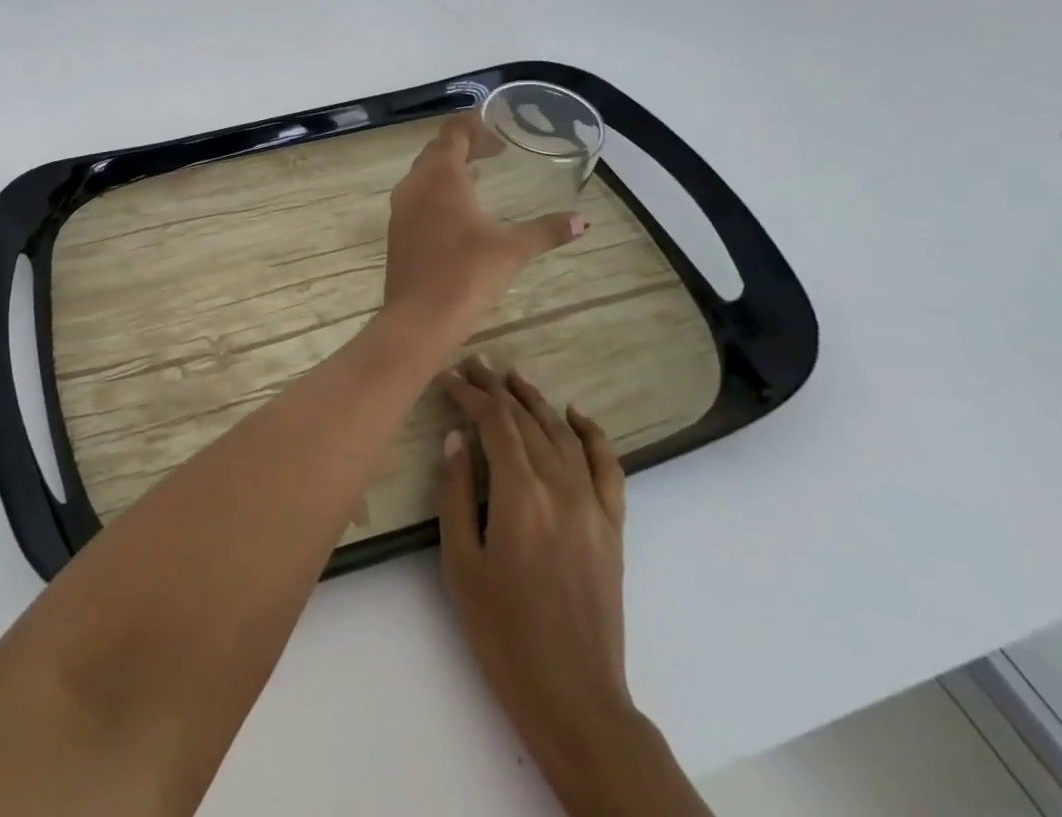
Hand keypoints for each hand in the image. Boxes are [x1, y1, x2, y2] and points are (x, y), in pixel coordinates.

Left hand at [383, 114, 584, 332]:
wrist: (419, 316)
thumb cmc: (467, 274)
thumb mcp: (513, 250)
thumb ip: (547, 230)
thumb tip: (583, 221)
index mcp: (441, 177)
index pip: (453, 134)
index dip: (473, 124)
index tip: (496, 123)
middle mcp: (416, 184)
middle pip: (437, 151)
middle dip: (464, 144)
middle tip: (495, 149)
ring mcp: (401, 207)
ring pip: (424, 173)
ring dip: (450, 167)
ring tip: (480, 172)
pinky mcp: (398, 229)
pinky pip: (417, 194)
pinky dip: (438, 189)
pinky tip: (458, 208)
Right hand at [435, 357, 634, 759]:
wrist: (575, 696)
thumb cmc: (503, 631)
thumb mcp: (460, 562)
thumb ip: (456, 494)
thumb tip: (456, 438)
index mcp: (520, 495)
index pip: (494, 424)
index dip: (470, 395)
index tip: (448, 377)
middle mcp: (561, 489)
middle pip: (527, 422)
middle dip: (497, 388)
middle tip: (474, 363)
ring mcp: (593, 507)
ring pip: (563, 435)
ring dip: (537, 400)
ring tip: (513, 375)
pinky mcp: (613, 528)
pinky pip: (608, 468)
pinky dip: (593, 435)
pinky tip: (576, 414)